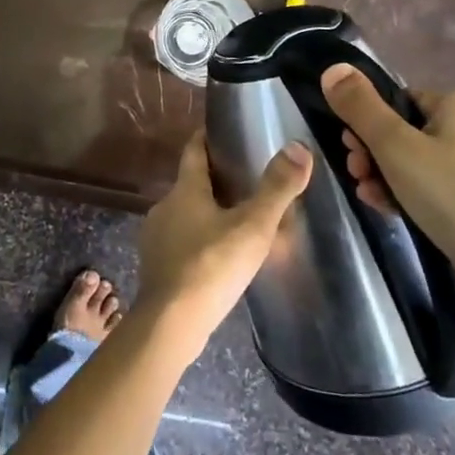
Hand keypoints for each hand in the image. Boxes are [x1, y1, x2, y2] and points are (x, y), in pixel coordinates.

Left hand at [136, 131, 311, 361]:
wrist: (170, 324)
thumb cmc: (212, 267)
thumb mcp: (252, 227)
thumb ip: (276, 189)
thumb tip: (298, 147)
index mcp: (185, 189)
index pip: (193, 150)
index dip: (206, 138)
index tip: (221, 131)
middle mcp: (164, 206)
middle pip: (189, 183)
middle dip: (213, 180)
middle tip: (243, 180)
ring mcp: (156, 237)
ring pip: (184, 215)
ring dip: (205, 213)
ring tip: (234, 221)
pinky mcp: (156, 267)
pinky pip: (180, 243)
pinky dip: (197, 241)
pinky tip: (216, 258)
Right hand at [321, 64, 454, 313]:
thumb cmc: (452, 197)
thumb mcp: (393, 147)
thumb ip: (359, 106)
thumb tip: (333, 68)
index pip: (401, 102)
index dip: (369, 127)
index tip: (352, 156)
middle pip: (414, 132)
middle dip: (378, 156)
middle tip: (359, 180)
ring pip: (431, 163)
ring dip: (395, 179)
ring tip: (375, 202)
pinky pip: (454, 186)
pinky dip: (426, 196)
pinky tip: (403, 215)